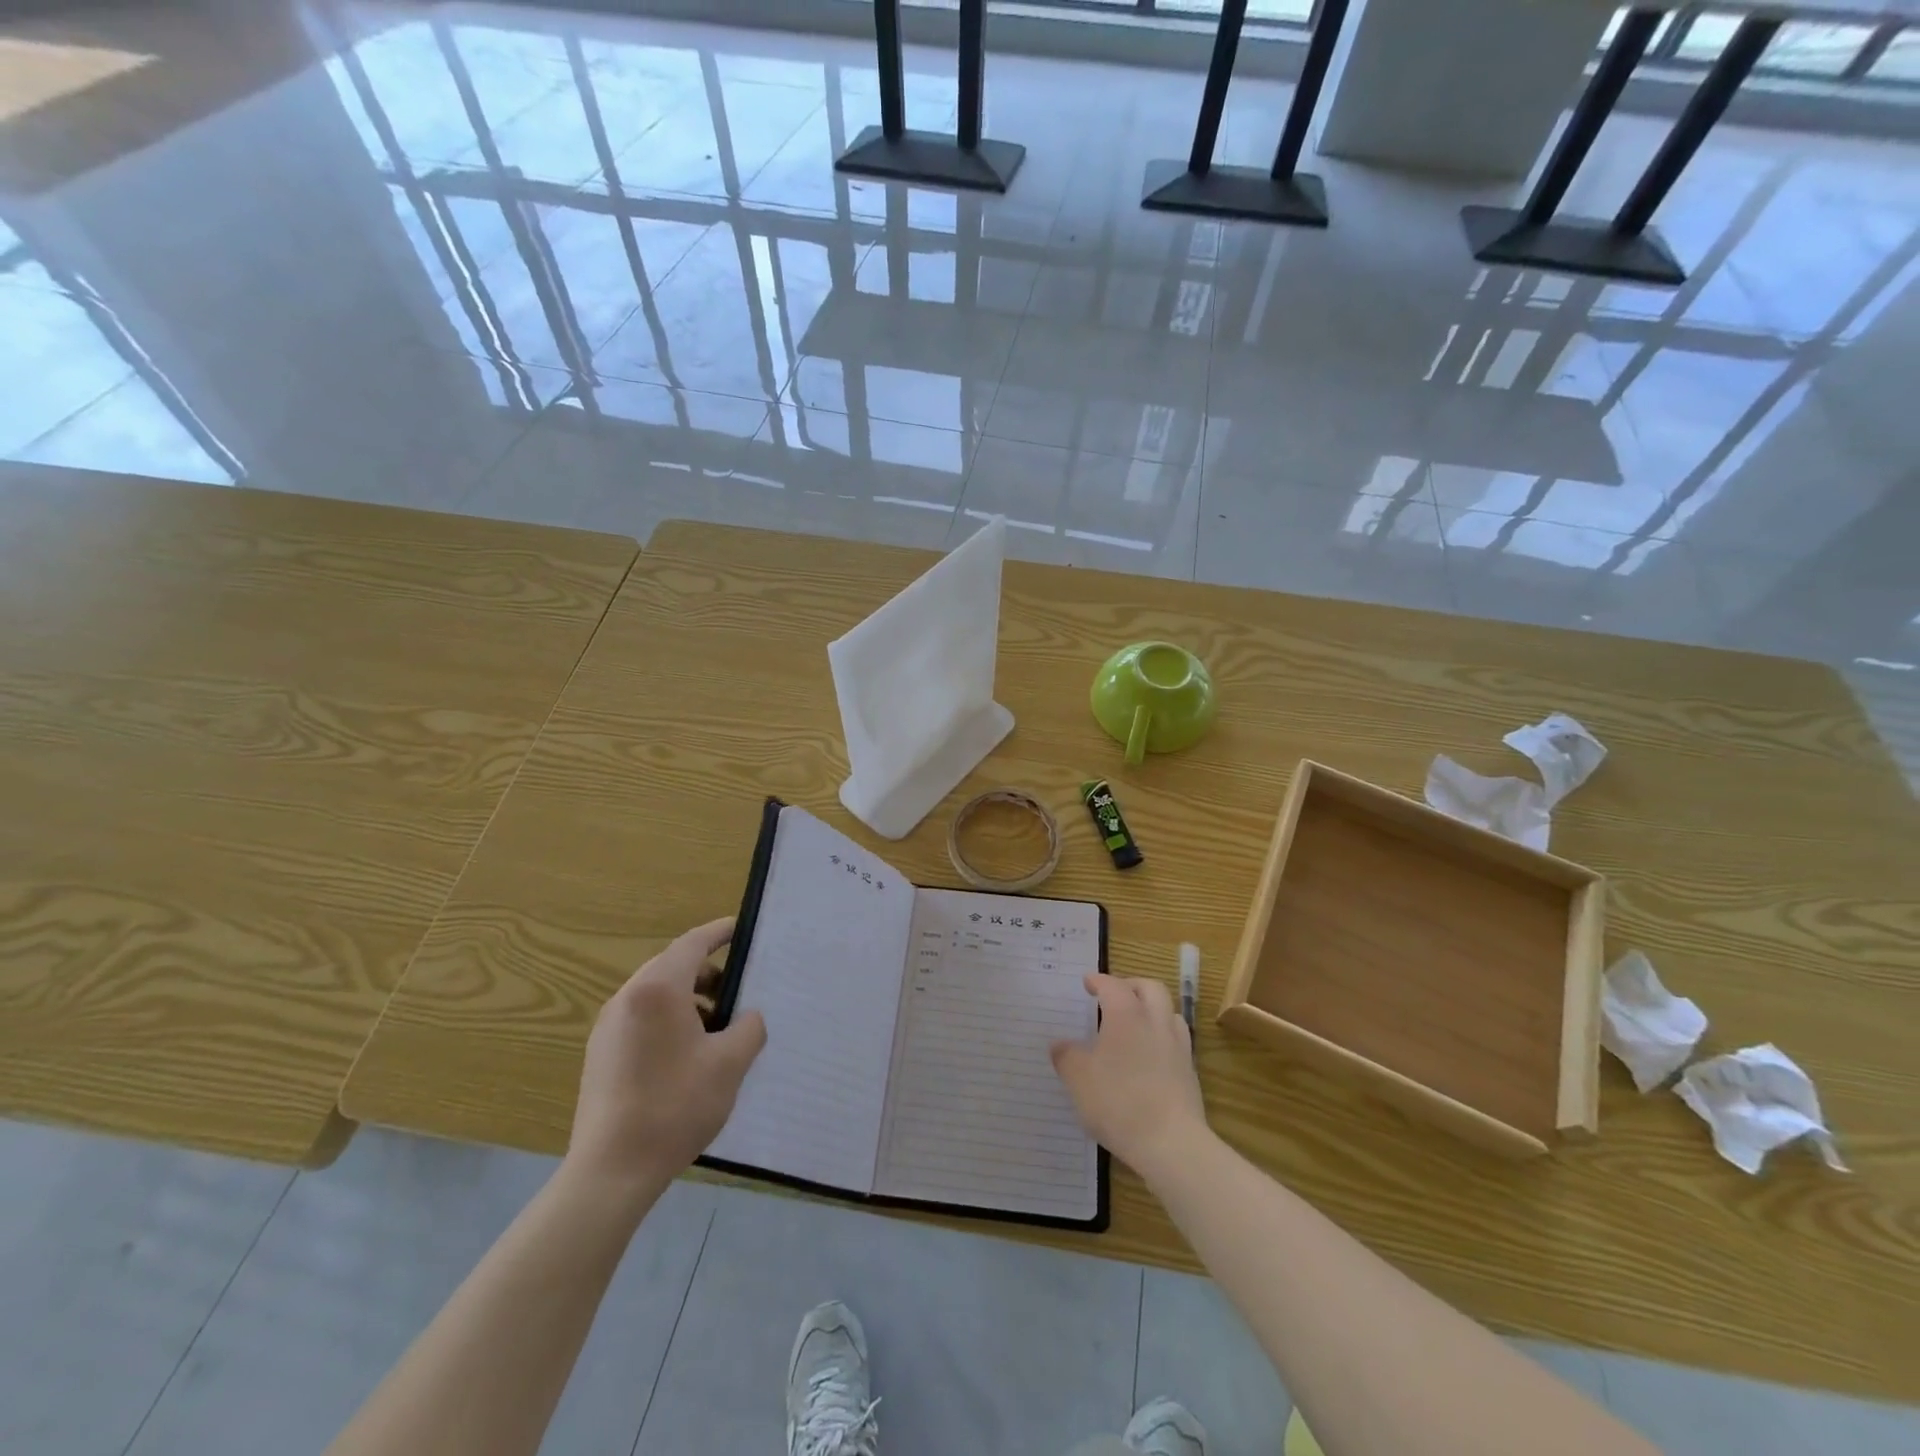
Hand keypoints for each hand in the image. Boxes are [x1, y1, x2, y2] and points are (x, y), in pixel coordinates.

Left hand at [565, 918, 766, 1199]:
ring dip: (689, 998)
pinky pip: (641, 1018)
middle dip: (707, 971)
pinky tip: (688, 1054)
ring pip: (656, 994)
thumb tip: (747, 1017)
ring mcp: (608, 1026)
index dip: (719, 932)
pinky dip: (669, 1019)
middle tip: (738, 989)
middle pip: (672, 966)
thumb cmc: (675, 1106)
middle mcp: (627, 998)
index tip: (741, 929)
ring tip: (718, 1027)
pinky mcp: (600, 1053)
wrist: (611, 1171)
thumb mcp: (730, 1064)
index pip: (692, 943)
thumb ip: (749, 1028)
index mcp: (658, 989)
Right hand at [1050, 974, 1206, 1176]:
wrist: (1171, 1143)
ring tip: (1134, 1024)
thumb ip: (1066, 1057)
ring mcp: (1177, 1046)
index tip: (1087, 982)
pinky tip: (1149, 1056)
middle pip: (1150, 988)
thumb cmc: (1118, 1102)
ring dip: (1152, 1009)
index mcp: (1126, 1015)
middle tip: (1114, 995)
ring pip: (1169, 1012)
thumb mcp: (1078, 1079)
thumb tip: (1059, 1044)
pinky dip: (1161, 1037)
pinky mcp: (1189, 1072)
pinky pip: (1176, 1040)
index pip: (1112, 985)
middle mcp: (1155, 1022)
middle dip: (1131, 985)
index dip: (1098, 980)